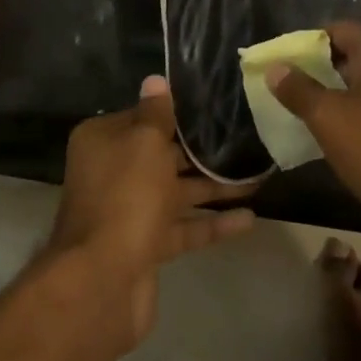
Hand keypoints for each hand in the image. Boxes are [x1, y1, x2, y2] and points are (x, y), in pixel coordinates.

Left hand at [46, 75, 256, 349]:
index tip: (214, 105)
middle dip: (201, 150)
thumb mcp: (144, 143)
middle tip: (246, 138)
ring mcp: (129, 211)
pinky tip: (249, 219)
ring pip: (177, 191)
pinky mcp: (146, 245)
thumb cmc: (126, 195)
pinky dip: (212, 224)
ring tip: (258, 176)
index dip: (176, 111)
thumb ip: (156, 113)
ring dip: (214, 187)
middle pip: (161, 154)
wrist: (103, 281)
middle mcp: (113, 171)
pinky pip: (184, 227)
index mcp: (103, 141)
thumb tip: (155, 80)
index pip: (142, 116)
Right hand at [265, 23, 360, 261]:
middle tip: (290, 95)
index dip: (306, 47)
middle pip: (354, 57)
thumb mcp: (328, 118)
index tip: (282, 69)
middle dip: (321, 74)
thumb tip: (275, 68)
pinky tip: (343, 142)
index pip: (337, 31)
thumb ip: (298, 89)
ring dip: (341, 99)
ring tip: (310, 120)